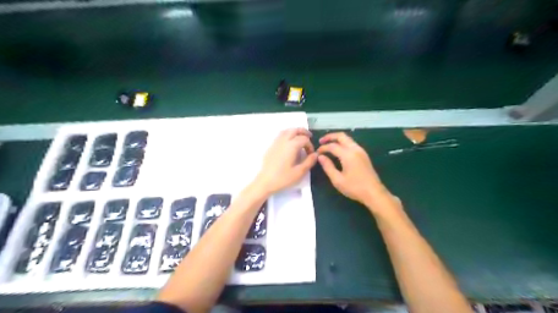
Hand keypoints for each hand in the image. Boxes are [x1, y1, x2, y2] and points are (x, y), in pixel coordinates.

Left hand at [255, 129, 317, 193]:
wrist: (265, 182)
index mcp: (291, 146)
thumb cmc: (283, 178)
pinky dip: (287, 135)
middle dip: (303, 132)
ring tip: (300, 138)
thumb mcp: (300, 172)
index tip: (311, 154)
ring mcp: (276, 143)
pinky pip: (280, 136)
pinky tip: (289, 143)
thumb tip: (315, 154)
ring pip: (286, 131)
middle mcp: (283, 141)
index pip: (304, 139)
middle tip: (309, 137)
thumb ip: (309, 161)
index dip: (310, 145)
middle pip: (294, 130)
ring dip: (294, 132)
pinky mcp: (271, 147)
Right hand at [315, 132, 398, 212]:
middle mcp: (355, 149)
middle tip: (321, 141)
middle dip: (330, 137)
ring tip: (328, 145)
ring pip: (348, 139)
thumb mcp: (337, 180)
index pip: (332, 146)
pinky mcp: (364, 155)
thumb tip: (320, 157)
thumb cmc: (354, 188)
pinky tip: (338, 151)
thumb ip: (328, 166)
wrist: (374, 193)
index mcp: (348, 155)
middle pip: (341, 136)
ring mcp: (361, 151)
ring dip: (337, 139)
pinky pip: (352, 144)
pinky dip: (343, 143)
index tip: (316, 153)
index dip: (323, 148)